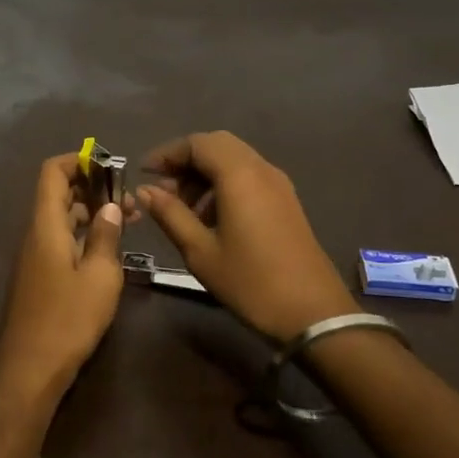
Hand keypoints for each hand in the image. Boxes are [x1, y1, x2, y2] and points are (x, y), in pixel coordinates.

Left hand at [0, 153, 126, 402]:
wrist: (29, 370)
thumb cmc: (68, 320)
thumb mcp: (100, 277)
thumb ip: (107, 237)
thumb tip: (110, 206)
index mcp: (45, 226)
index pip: (52, 173)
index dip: (78, 161)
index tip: (110, 166)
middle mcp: (35, 235)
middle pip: (58, 194)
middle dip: (93, 188)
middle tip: (130, 199)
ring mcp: (34, 257)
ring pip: (62, 219)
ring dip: (92, 213)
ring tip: (129, 221)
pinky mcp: (38, 277)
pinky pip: (60, 241)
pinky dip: (84, 236)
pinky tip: (109, 250)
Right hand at [136, 131, 356, 342]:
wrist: (314, 313)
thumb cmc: (251, 282)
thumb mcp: (200, 252)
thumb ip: (170, 214)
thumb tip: (145, 190)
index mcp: (239, 175)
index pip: (197, 143)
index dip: (167, 153)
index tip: (144, 174)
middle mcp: (261, 169)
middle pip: (217, 145)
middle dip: (186, 161)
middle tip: (163, 188)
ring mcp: (278, 184)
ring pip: (234, 160)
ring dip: (205, 174)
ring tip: (183, 208)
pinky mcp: (286, 201)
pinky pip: (249, 176)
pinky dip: (225, 184)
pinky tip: (211, 218)